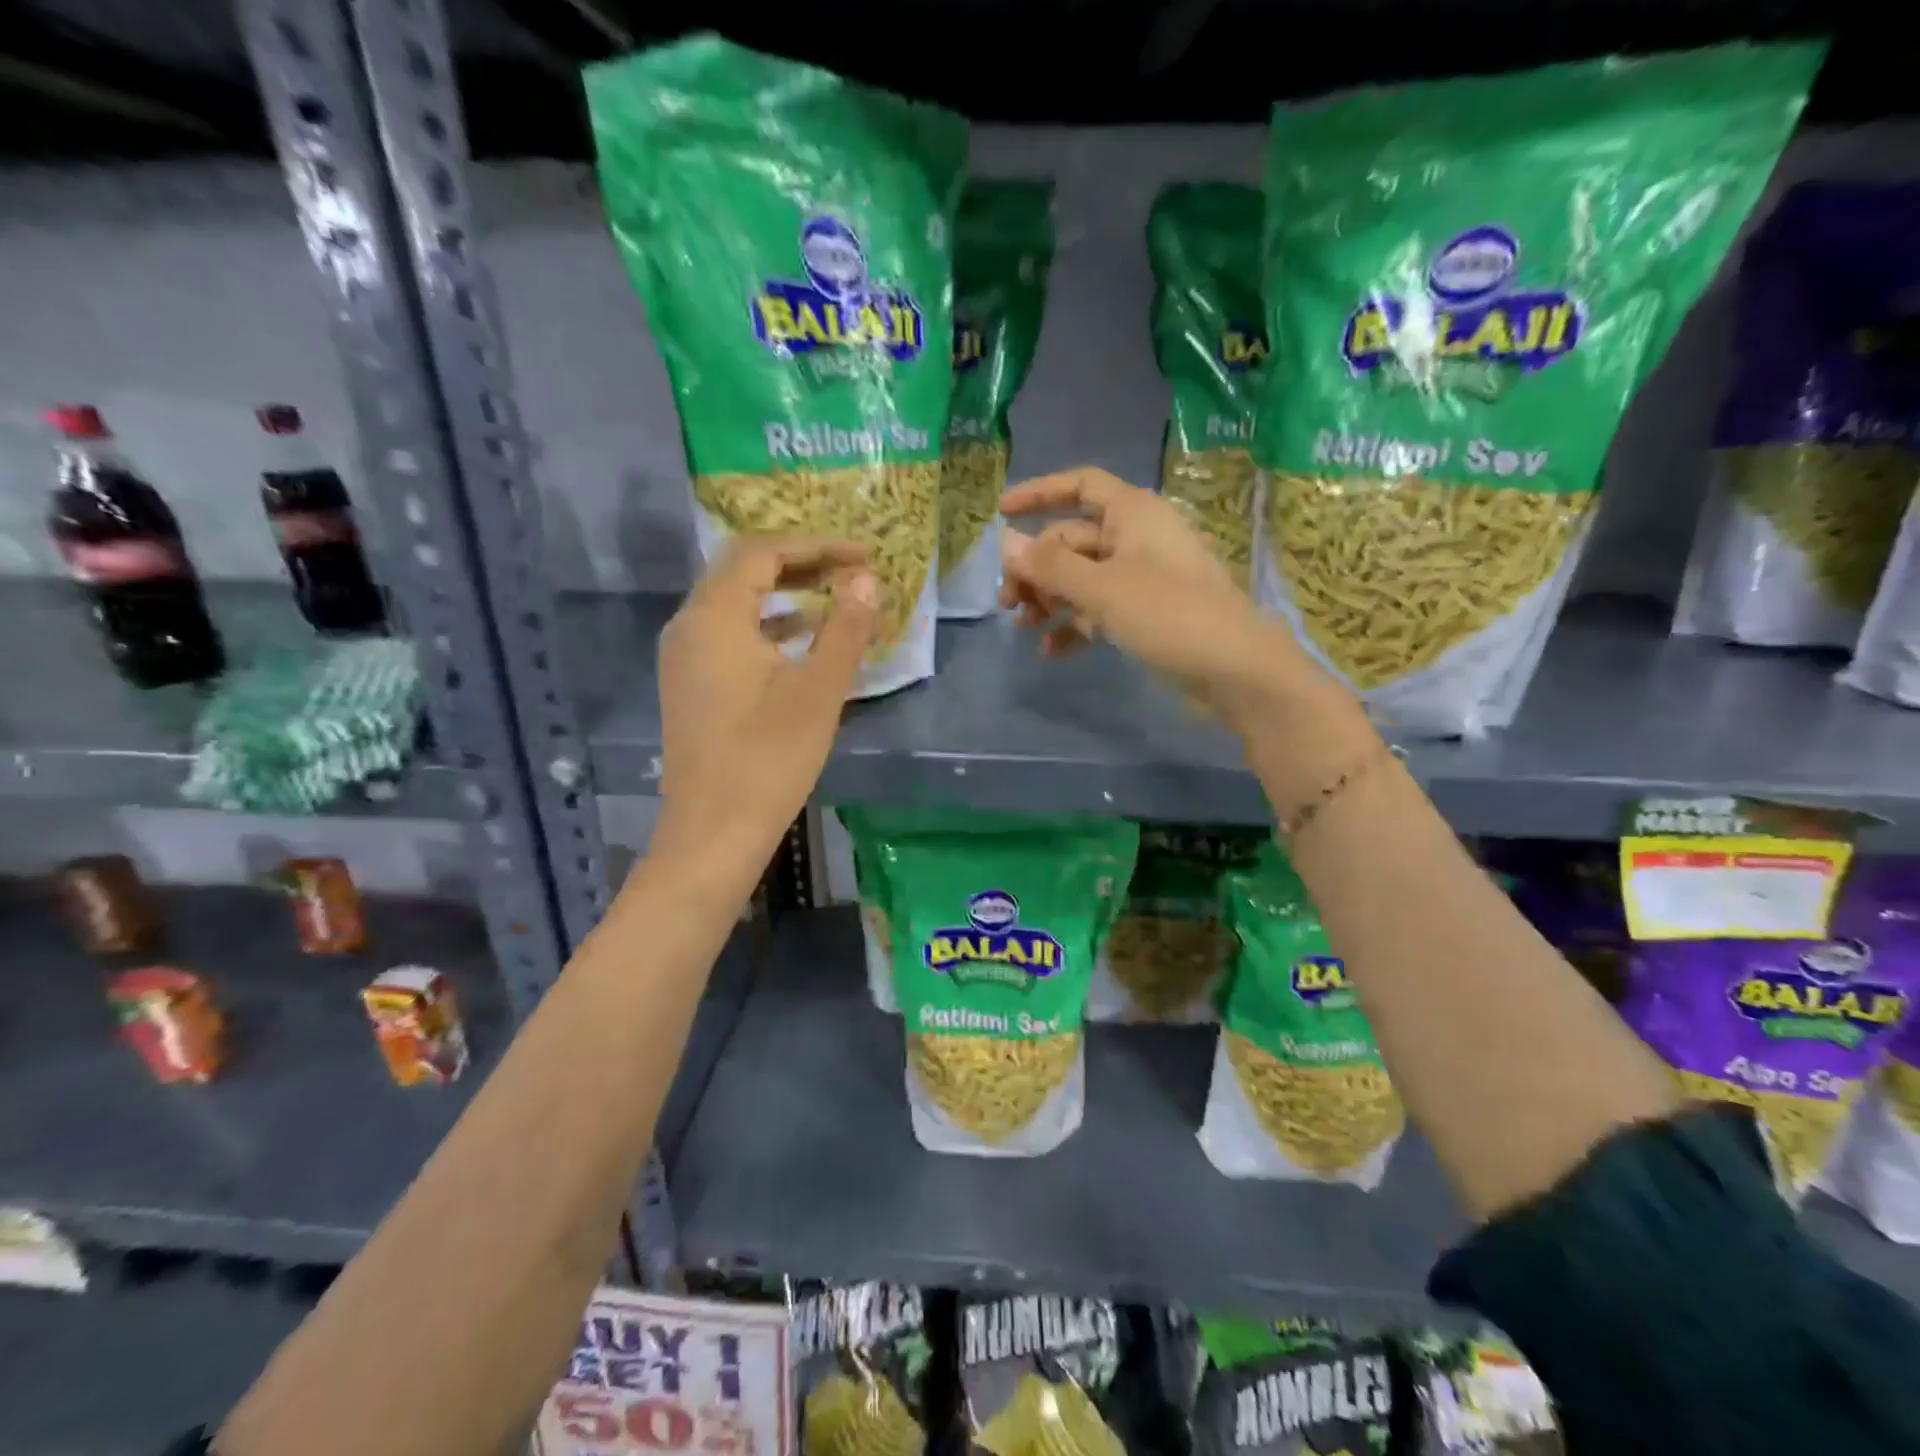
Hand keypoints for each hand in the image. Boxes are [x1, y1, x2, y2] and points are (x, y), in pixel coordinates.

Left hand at [654, 536, 877, 859]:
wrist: (713, 833)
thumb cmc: (768, 759)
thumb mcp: (818, 691)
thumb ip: (845, 629)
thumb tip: (866, 581)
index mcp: (713, 617)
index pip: (762, 552)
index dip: (816, 545)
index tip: (864, 554)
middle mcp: (689, 626)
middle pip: (743, 570)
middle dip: (801, 563)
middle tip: (852, 569)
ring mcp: (685, 657)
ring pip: (735, 602)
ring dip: (785, 592)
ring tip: (835, 595)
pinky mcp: (692, 684)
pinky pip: (730, 633)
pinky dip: (768, 624)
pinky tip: (802, 638)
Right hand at [998, 468, 1316, 723]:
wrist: (1235, 671)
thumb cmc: (1169, 615)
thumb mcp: (1102, 589)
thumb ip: (1050, 566)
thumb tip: (1005, 542)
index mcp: (1133, 513)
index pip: (1081, 485)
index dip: (1039, 493)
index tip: (1001, 513)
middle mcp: (1136, 538)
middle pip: (1072, 539)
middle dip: (1036, 568)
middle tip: (1008, 602)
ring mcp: (1141, 578)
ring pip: (1082, 578)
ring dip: (1050, 599)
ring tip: (1024, 626)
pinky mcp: (1146, 614)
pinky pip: (1099, 609)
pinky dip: (1074, 625)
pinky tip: (1051, 651)